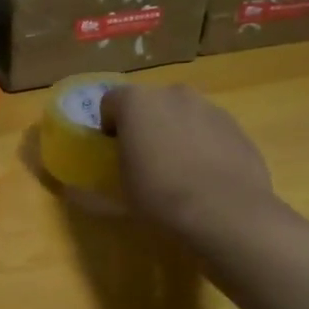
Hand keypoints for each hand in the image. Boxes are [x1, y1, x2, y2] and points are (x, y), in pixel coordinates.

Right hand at [100, 85, 280, 249]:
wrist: (226, 213)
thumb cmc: (160, 198)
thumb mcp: (118, 197)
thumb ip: (92, 190)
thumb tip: (72, 193)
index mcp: (137, 103)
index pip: (110, 102)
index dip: (108, 126)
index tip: (113, 152)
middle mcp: (173, 94)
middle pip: (151, 104)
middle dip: (145, 125)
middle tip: (145, 160)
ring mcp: (210, 108)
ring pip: (183, 115)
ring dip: (176, 132)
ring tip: (179, 171)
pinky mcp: (236, 127)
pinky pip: (210, 130)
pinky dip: (204, 145)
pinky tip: (206, 177)